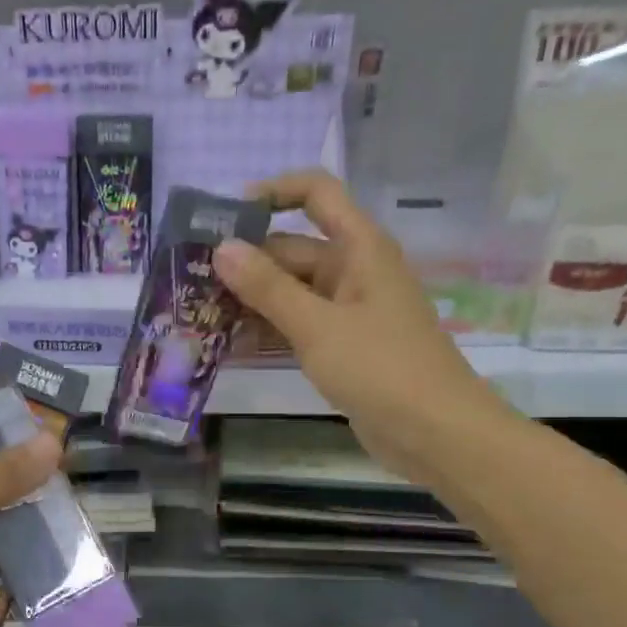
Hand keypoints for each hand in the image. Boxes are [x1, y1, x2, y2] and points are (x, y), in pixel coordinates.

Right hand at [215, 170, 503, 477]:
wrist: (435, 433)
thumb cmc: (380, 368)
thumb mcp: (317, 326)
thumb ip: (267, 287)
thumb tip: (222, 247)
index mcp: (359, 248)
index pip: (316, 193)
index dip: (273, 193)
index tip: (226, 217)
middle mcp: (354, 270)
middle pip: (293, 248)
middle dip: (246, 260)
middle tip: (191, 279)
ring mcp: (347, 309)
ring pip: (291, 290)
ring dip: (251, 298)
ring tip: (198, 311)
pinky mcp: (341, 344)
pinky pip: (298, 323)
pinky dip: (268, 327)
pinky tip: (228, 341)